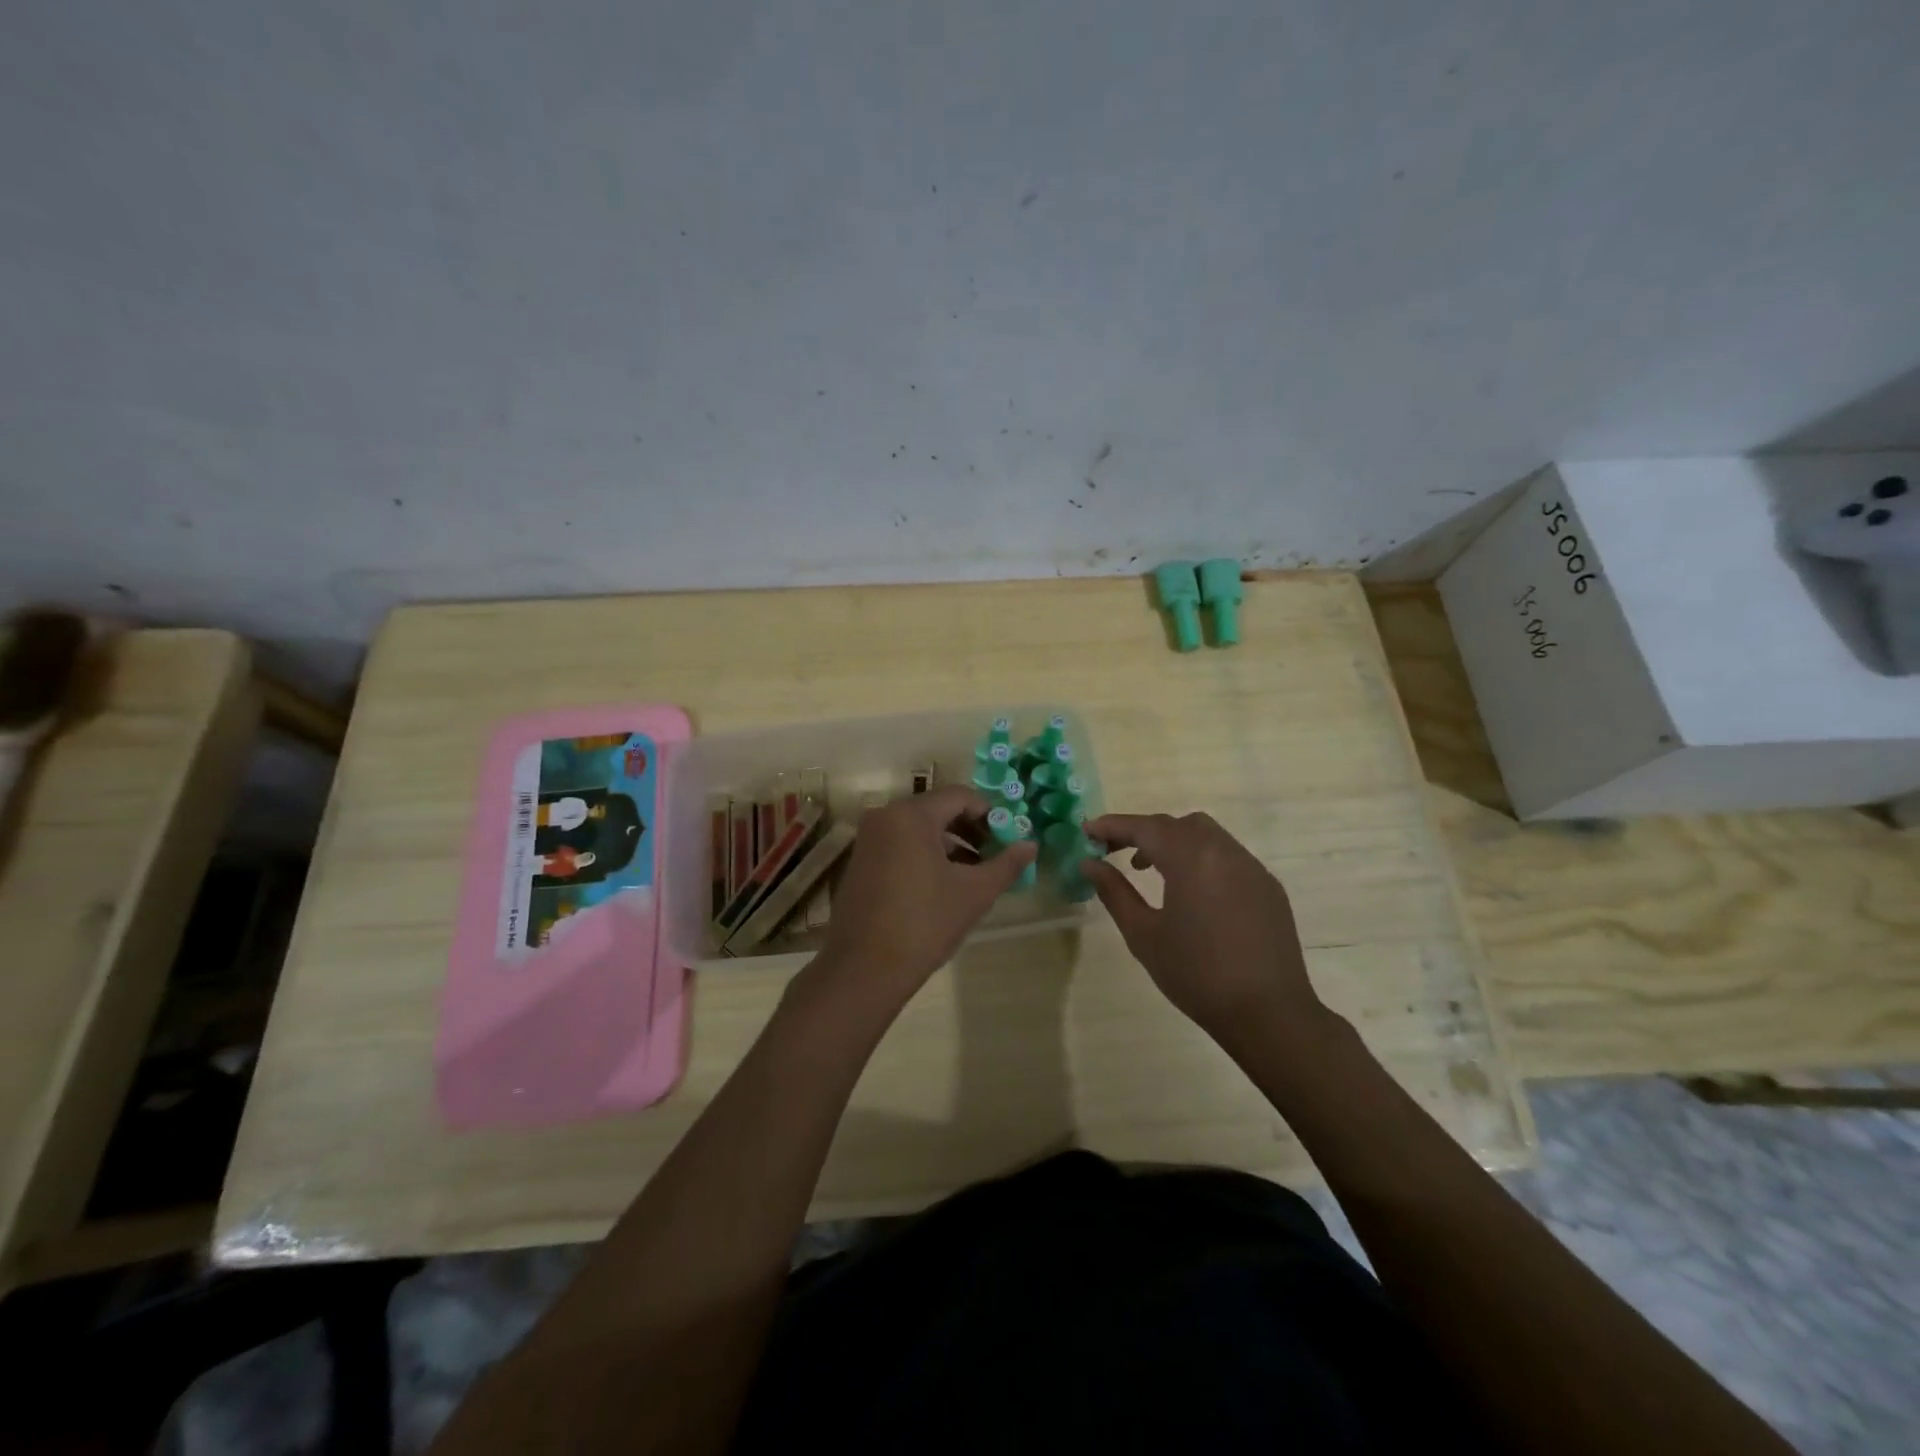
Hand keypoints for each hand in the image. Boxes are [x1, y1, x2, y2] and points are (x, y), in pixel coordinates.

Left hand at [809, 787, 1036, 1013]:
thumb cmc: (924, 924)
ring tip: (976, 874)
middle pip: (939, 810)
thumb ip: (1006, 865)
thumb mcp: (974, 893)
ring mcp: (869, 839)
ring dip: (951, 845)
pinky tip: (946, 884)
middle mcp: (885, 816)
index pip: (960, 796)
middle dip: (971, 830)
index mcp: (910, 815)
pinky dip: (926, 855)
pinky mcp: (861, 861)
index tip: (1009, 839)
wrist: (864, 969)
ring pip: (920, 829)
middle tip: (996, 856)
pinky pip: (901, 844)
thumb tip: (1031, 845)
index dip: (990, 814)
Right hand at [1082, 812, 1326, 1042]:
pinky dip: (1200, 857)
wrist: (1269, 1014)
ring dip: (1173, 841)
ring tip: (1149, 869)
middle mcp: (1224, 851)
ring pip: (1206, 835)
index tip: (1087, 832)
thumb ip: (1114, 893)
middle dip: (1142, 831)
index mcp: (1192, 859)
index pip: (1145, 827)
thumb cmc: (1197, 975)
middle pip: (1176, 824)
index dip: (1113, 826)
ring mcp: (1252, 867)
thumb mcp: (1144, 935)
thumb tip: (1090, 864)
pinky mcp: (1268, 886)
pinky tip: (1190, 891)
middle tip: (1113, 851)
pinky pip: (1227, 855)